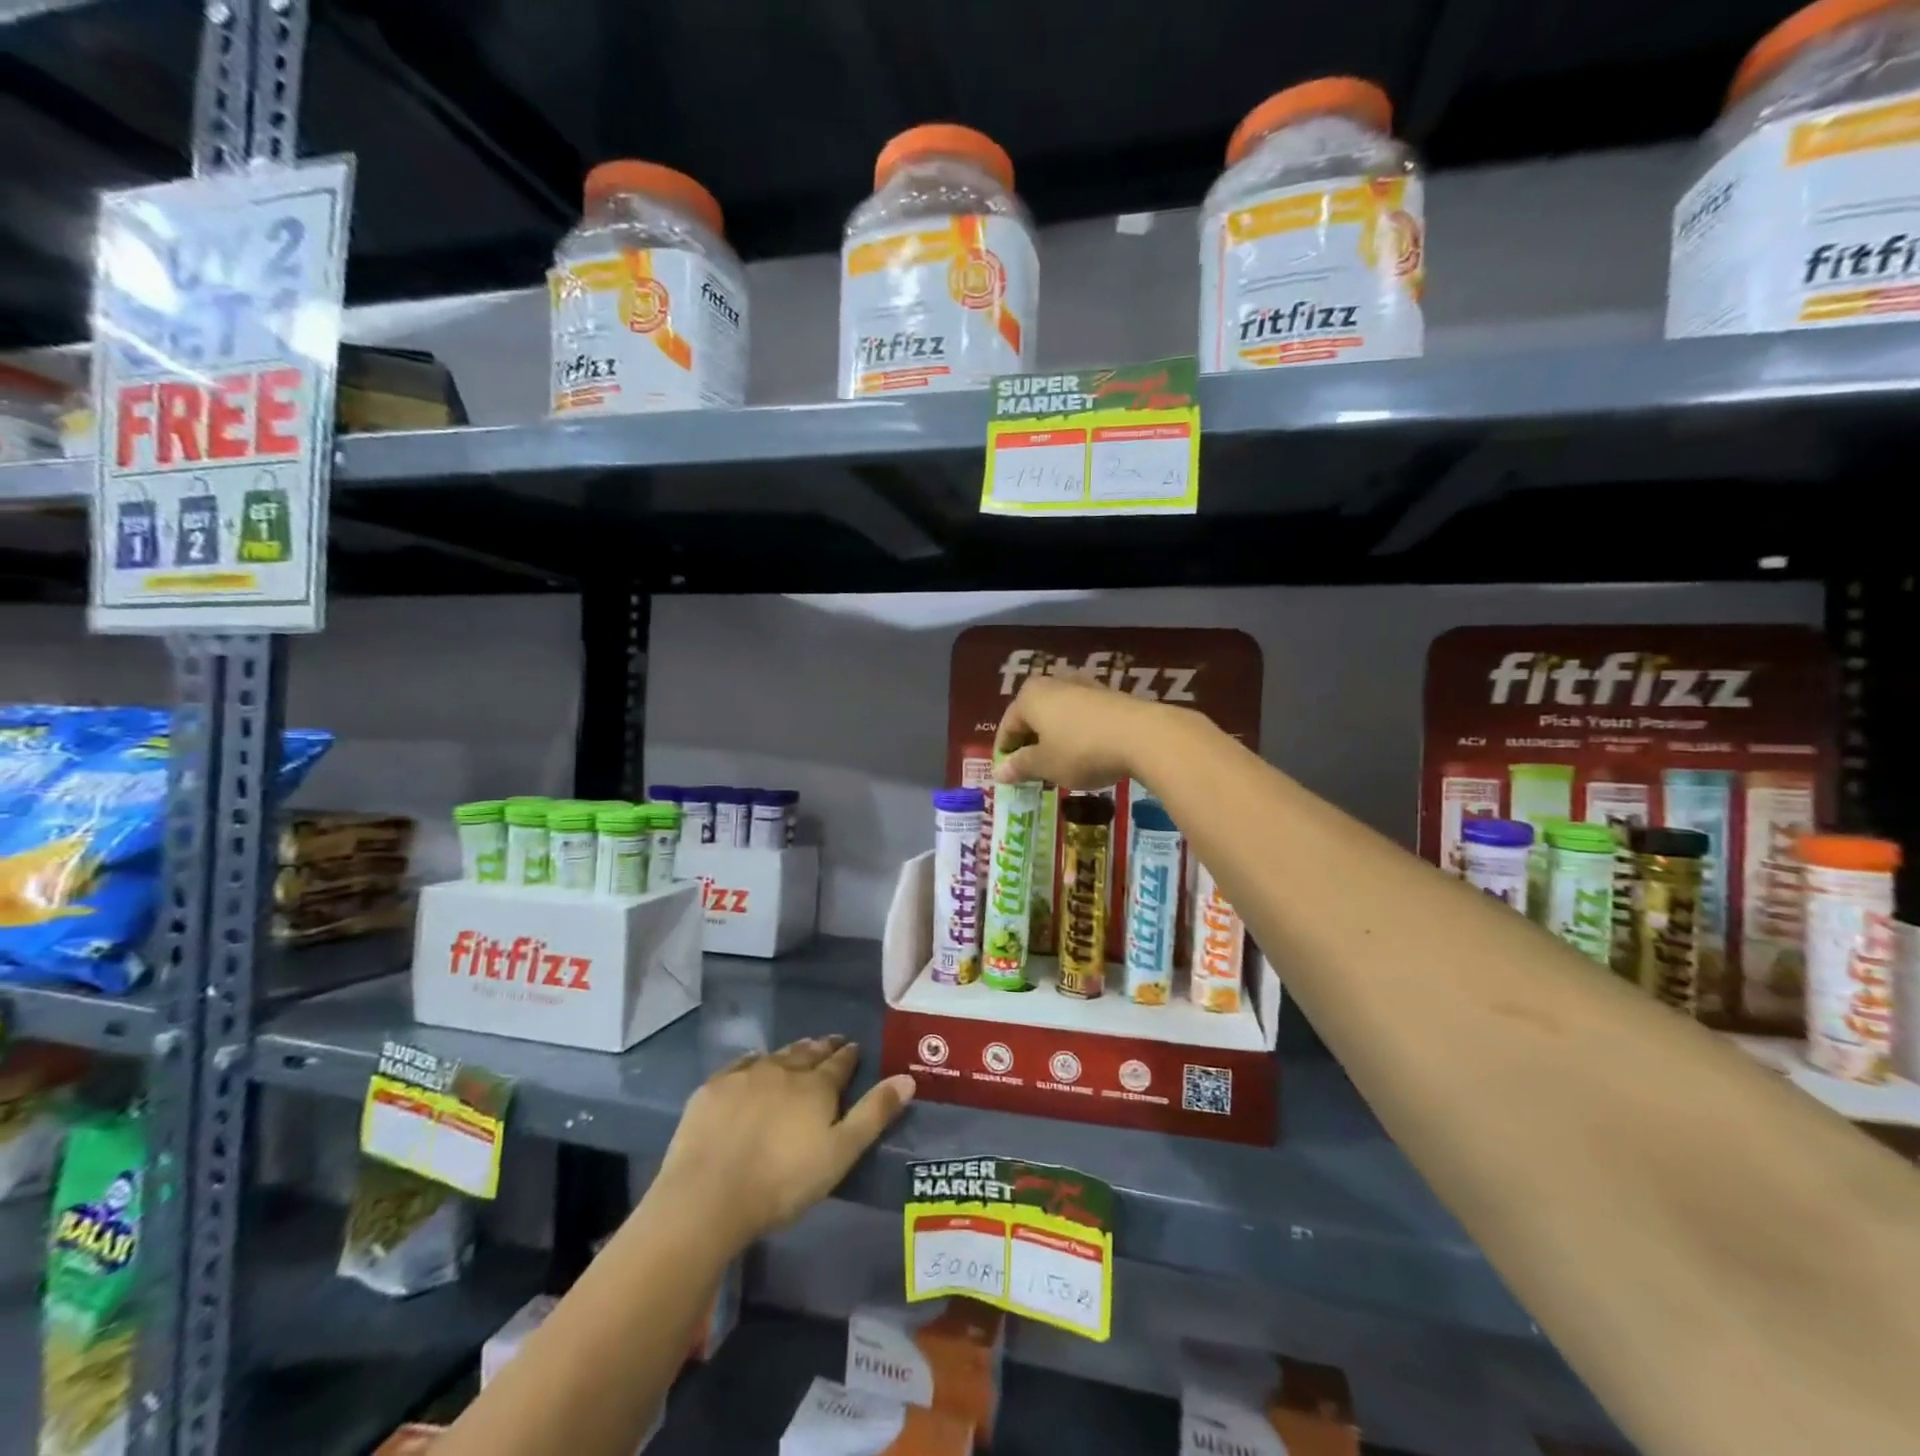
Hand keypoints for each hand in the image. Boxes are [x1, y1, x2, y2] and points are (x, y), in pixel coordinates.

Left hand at [654, 1036, 913, 1246]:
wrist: (708, 1195)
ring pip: (776, 1054)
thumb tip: (908, 1078)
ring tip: (800, 1051)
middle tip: (831, 1043)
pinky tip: (754, 1064)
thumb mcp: (840, 1153)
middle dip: (822, 1047)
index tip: (854, 1048)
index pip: (840, 1062)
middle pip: (808, 1052)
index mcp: (816, 1085)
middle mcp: (784, 1069)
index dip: (849, 1055)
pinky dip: (755, 1061)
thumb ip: (874, 1114)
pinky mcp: (714, 1088)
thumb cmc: (783, 1182)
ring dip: (792, 1052)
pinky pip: (741, 1064)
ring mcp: (745, 1075)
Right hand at [993, 674, 1172, 788]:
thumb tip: (999, 772)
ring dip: (1054, 738)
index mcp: (1030, 696)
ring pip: (1058, 715)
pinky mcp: (1109, 695)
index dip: (1005, 753)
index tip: (1008, 776)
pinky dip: (1077, 733)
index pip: (1008, 726)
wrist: (1143, 736)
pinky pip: (1082, 716)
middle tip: (1032, 771)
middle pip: (1033, 716)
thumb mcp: (1046, 765)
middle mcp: (1054, 683)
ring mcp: (1084, 686)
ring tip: (1059, 764)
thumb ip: (1020, 766)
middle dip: (1030, 743)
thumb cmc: (1081, 750)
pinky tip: (1085, 753)